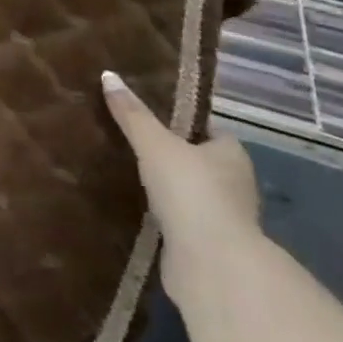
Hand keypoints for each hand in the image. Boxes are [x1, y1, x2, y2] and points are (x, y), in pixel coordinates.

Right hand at [101, 70, 261, 303]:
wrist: (211, 266)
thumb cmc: (191, 192)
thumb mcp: (155, 144)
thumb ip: (132, 114)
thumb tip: (108, 75)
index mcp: (231, 154)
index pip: (205, 128)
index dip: (180, 120)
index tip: (147, 113)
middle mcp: (234, 184)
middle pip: (197, 159)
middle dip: (169, 153)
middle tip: (130, 139)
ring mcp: (222, 218)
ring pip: (188, 191)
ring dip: (165, 186)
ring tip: (126, 170)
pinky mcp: (206, 246)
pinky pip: (178, 219)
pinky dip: (161, 214)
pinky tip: (134, 205)